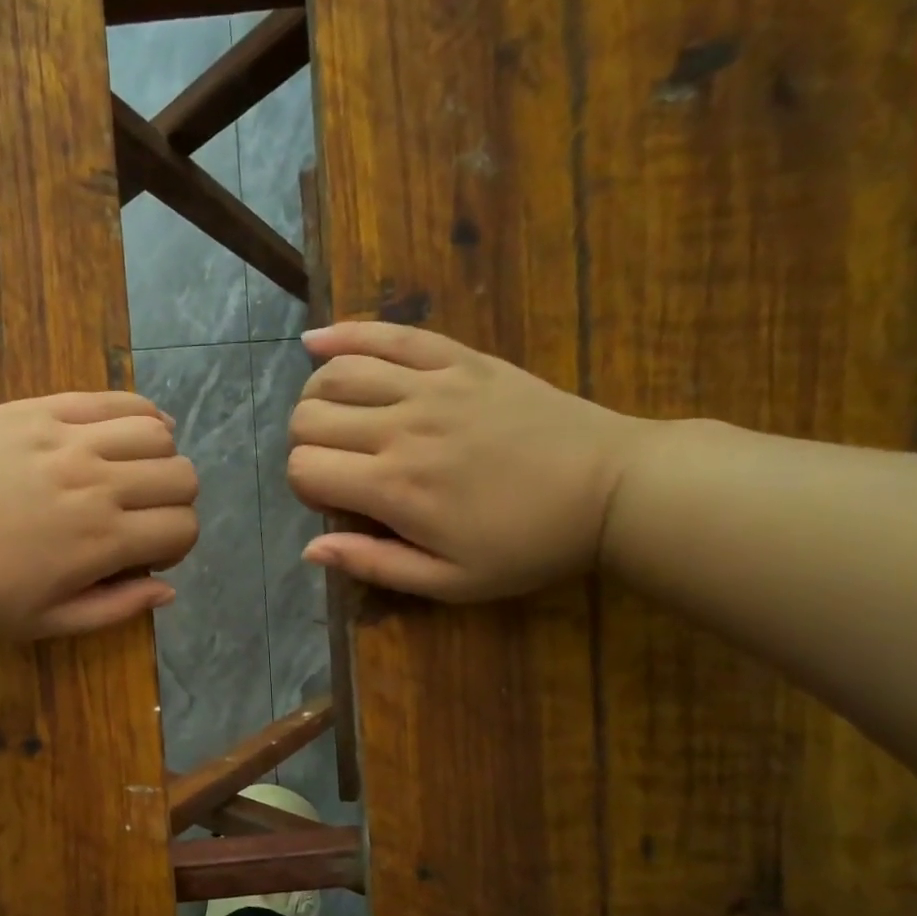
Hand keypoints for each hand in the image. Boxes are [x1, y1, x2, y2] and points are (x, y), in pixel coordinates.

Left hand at [0, 391, 198, 637]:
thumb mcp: (42, 622)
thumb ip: (113, 609)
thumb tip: (168, 591)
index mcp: (100, 540)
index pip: (183, 527)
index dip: (178, 546)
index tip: (148, 556)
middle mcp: (97, 482)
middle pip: (182, 476)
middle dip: (176, 503)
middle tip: (143, 518)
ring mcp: (68, 438)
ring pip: (157, 431)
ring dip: (160, 458)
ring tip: (134, 474)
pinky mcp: (40, 409)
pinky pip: (111, 399)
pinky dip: (138, 413)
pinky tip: (130, 430)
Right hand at [287, 323, 652, 601]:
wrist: (612, 487)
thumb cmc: (527, 544)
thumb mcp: (450, 581)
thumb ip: (374, 564)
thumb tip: (309, 550)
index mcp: (396, 488)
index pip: (304, 469)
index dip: (304, 487)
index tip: (333, 501)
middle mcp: (402, 428)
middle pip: (309, 417)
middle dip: (305, 444)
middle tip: (335, 464)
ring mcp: (431, 386)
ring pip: (337, 373)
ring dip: (317, 397)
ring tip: (333, 418)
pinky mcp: (460, 360)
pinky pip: (390, 335)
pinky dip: (344, 334)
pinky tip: (316, 343)